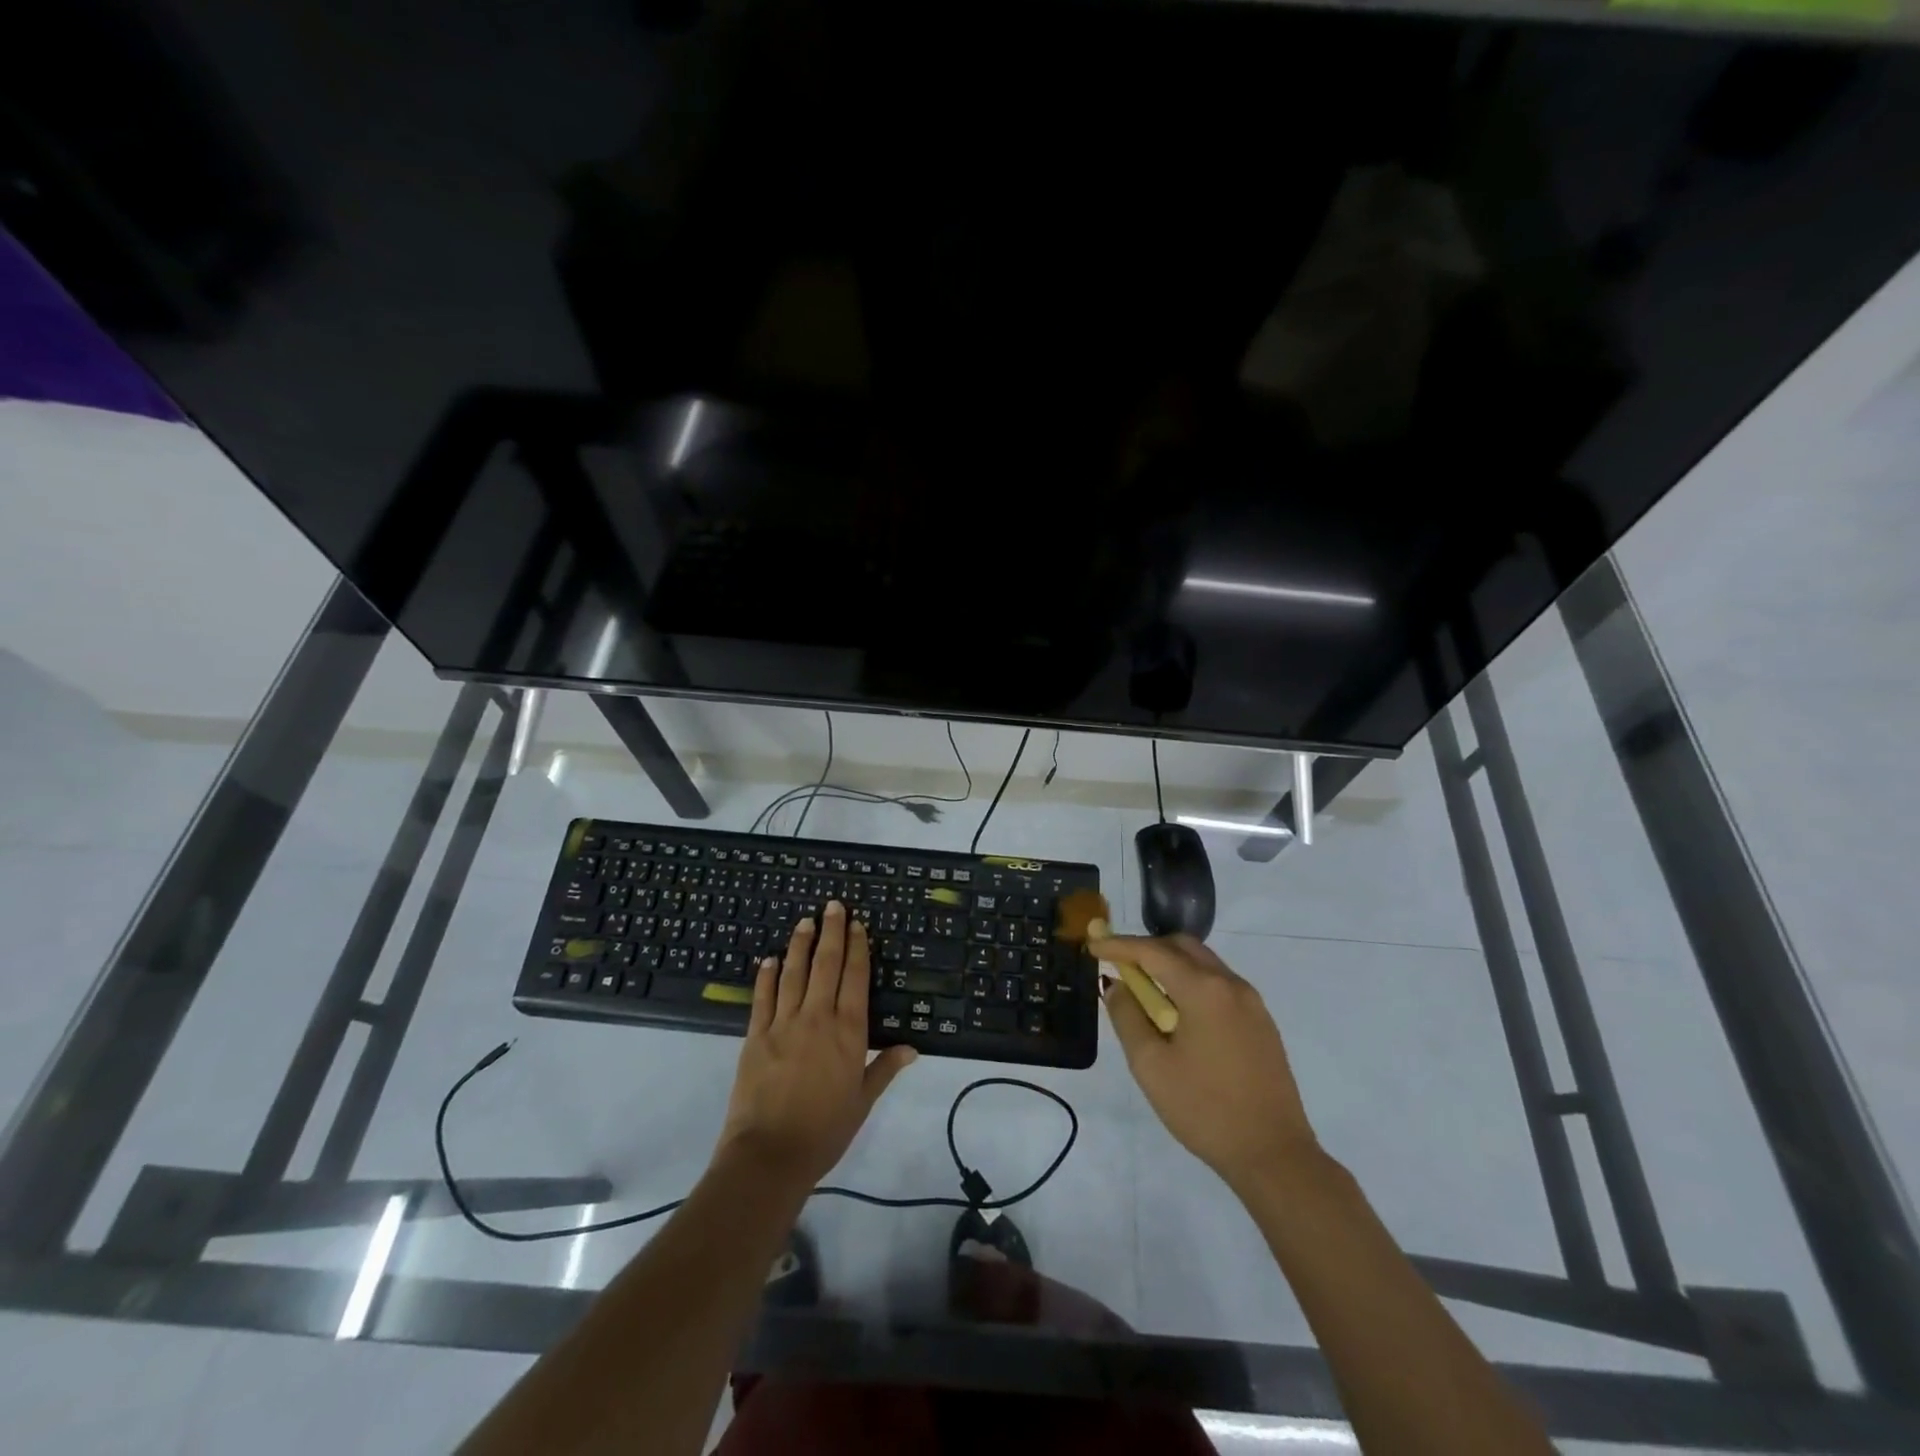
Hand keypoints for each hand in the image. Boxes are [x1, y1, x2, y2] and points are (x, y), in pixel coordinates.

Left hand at [717, 901, 915, 1188]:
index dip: (858, 949)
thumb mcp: (862, 1101)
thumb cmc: (825, 1131)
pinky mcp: (756, 1036)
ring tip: (805, 921)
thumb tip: (912, 1048)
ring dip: (800, 944)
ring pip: (794, 973)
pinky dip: (767, 975)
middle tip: (833, 905)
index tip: (858, 925)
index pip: (855, 979)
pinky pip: (763, 997)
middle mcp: (818, 1018)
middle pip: (826, 966)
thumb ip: (884, 1069)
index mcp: (848, 1032)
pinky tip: (770, 958)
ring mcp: (784, 1024)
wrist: (770, 1154)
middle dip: (831, 932)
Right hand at [1091, 932, 1319, 1190]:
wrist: (1274, 1155)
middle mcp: (1231, 984)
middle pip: (1183, 947)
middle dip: (1147, 948)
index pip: (1153, 951)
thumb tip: (1117, 986)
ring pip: (1204, 963)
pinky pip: (1220, 984)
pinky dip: (1192, 983)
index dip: (1119, 945)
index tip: (1093, 945)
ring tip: (1145, 990)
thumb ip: (1127, 1017)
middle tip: (1119, 965)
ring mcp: (1252, 1002)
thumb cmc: (1204, 1109)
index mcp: (1204, 990)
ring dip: (1171, 965)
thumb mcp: (1151, 1065)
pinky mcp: (1262, 1022)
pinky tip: (1178, 1012)